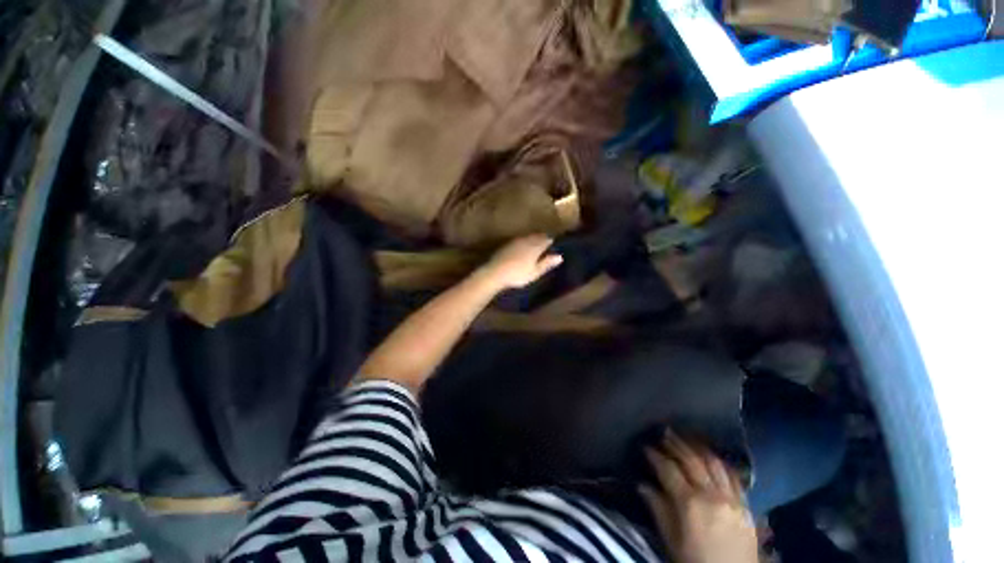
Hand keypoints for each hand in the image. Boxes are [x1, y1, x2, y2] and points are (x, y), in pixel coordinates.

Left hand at [479, 235, 562, 289]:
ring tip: (535, 242)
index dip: (550, 240)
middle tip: (546, 240)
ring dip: (532, 238)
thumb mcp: (535, 272)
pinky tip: (522, 246)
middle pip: (536, 236)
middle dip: (542, 237)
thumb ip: (546, 263)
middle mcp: (526, 241)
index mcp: (535, 247)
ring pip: (527, 237)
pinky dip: (523, 241)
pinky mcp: (507, 245)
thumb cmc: (518, 275)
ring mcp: (515, 242)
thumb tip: (560, 256)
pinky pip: (519, 240)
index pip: (545, 240)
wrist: (495, 272)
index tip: (554, 241)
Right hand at [640, 430, 756, 562]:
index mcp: (690, 504)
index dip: (655, 456)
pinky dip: (721, 463)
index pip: (668, 470)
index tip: (646, 447)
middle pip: (691, 461)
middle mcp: (712, 495)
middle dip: (676, 444)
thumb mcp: (671, 541)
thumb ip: (658, 509)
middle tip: (665, 432)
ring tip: (687, 438)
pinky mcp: (746, 506)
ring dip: (698, 448)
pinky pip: (733, 477)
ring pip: (713, 463)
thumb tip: (642, 485)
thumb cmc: (695, 562)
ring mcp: (732, 499)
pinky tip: (713, 457)